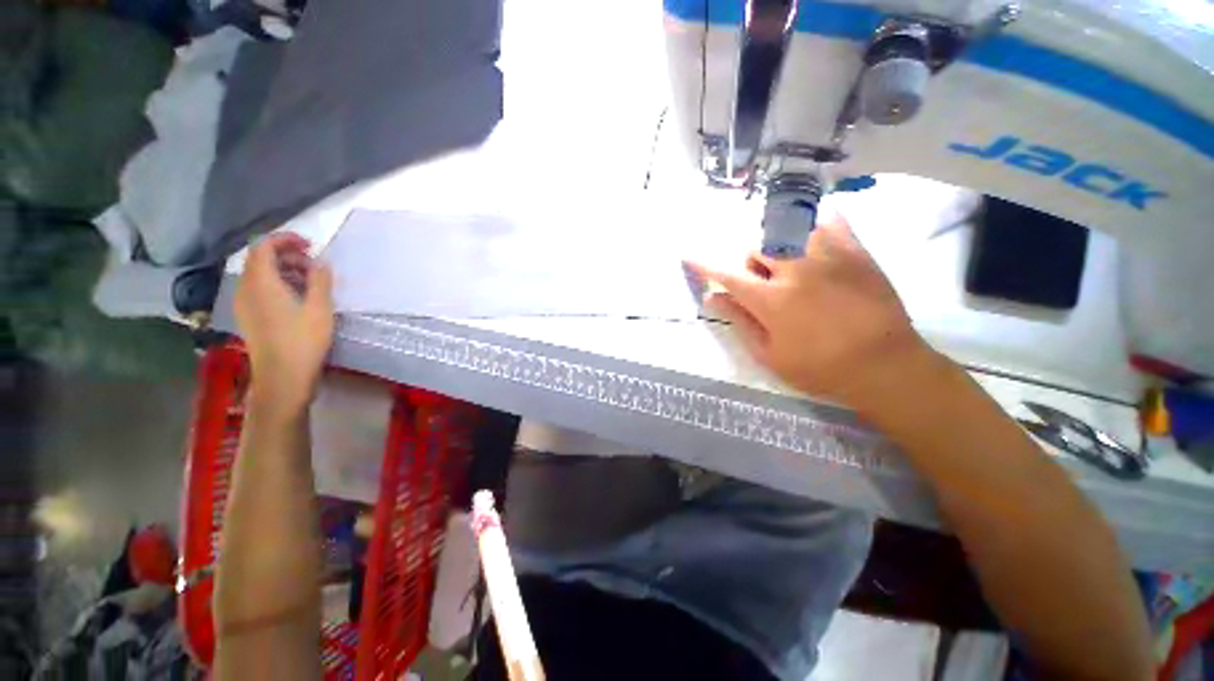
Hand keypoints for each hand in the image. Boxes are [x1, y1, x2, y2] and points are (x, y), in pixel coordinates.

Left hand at [234, 233, 334, 418]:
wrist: (282, 377)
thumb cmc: (303, 341)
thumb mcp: (320, 308)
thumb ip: (320, 281)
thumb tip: (319, 262)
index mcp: (260, 283)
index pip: (263, 247)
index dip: (285, 240)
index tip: (310, 245)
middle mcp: (245, 289)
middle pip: (259, 259)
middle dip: (286, 255)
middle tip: (313, 265)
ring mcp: (244, 304)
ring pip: (259, 275)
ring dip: (282, 270)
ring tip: (309, 281)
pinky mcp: (248, 316)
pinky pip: (258, 289)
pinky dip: (276, 284)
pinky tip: (296, 297)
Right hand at [685, 208, 928, 406]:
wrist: (885, 365)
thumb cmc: (820, 368)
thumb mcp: (770, 355)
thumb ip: (740, 321)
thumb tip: (712, 298)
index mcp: (772, 300)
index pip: (727, 274)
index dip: (704, 265)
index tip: (688, 255)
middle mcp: (795, 269)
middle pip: (756, 247)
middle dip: (751, 265)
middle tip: (764, 285)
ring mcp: (828, 255)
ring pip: (787, 230)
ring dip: (777, 247)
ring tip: (790, 265)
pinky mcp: (855, 249)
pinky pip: (827, 219)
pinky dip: (811, 224)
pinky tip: (812, 239)